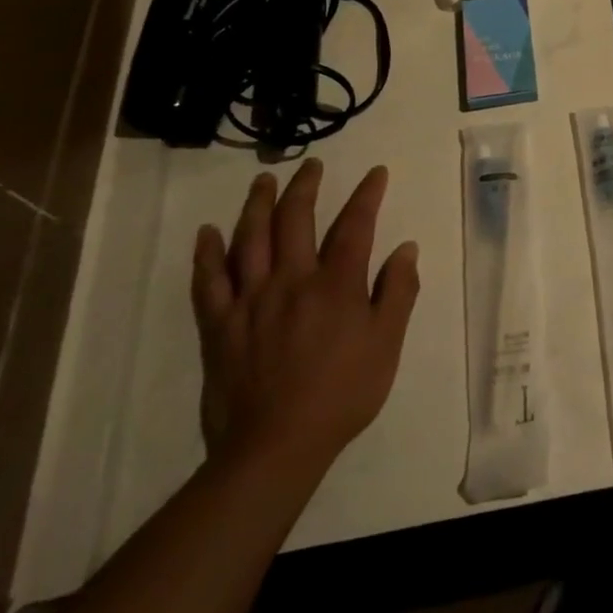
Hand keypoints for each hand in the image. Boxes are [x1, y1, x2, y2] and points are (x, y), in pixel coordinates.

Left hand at [192, 159, 419, 470]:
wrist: (275, 446)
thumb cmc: (343, 394)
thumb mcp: (387, 344)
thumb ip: (397, 292)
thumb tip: (405, 248)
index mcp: (336, 285)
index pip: (354, 225)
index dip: (367, 195)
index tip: (375, 173)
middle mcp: (291, 281)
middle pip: (296, 220)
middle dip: (305, 187)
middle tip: (311, 166)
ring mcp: (250, 300)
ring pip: (250, 239)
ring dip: (257, 204)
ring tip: (264, 181)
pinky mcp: (219, 325)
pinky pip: (208, 281)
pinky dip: (207, 253)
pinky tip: (208, 232)